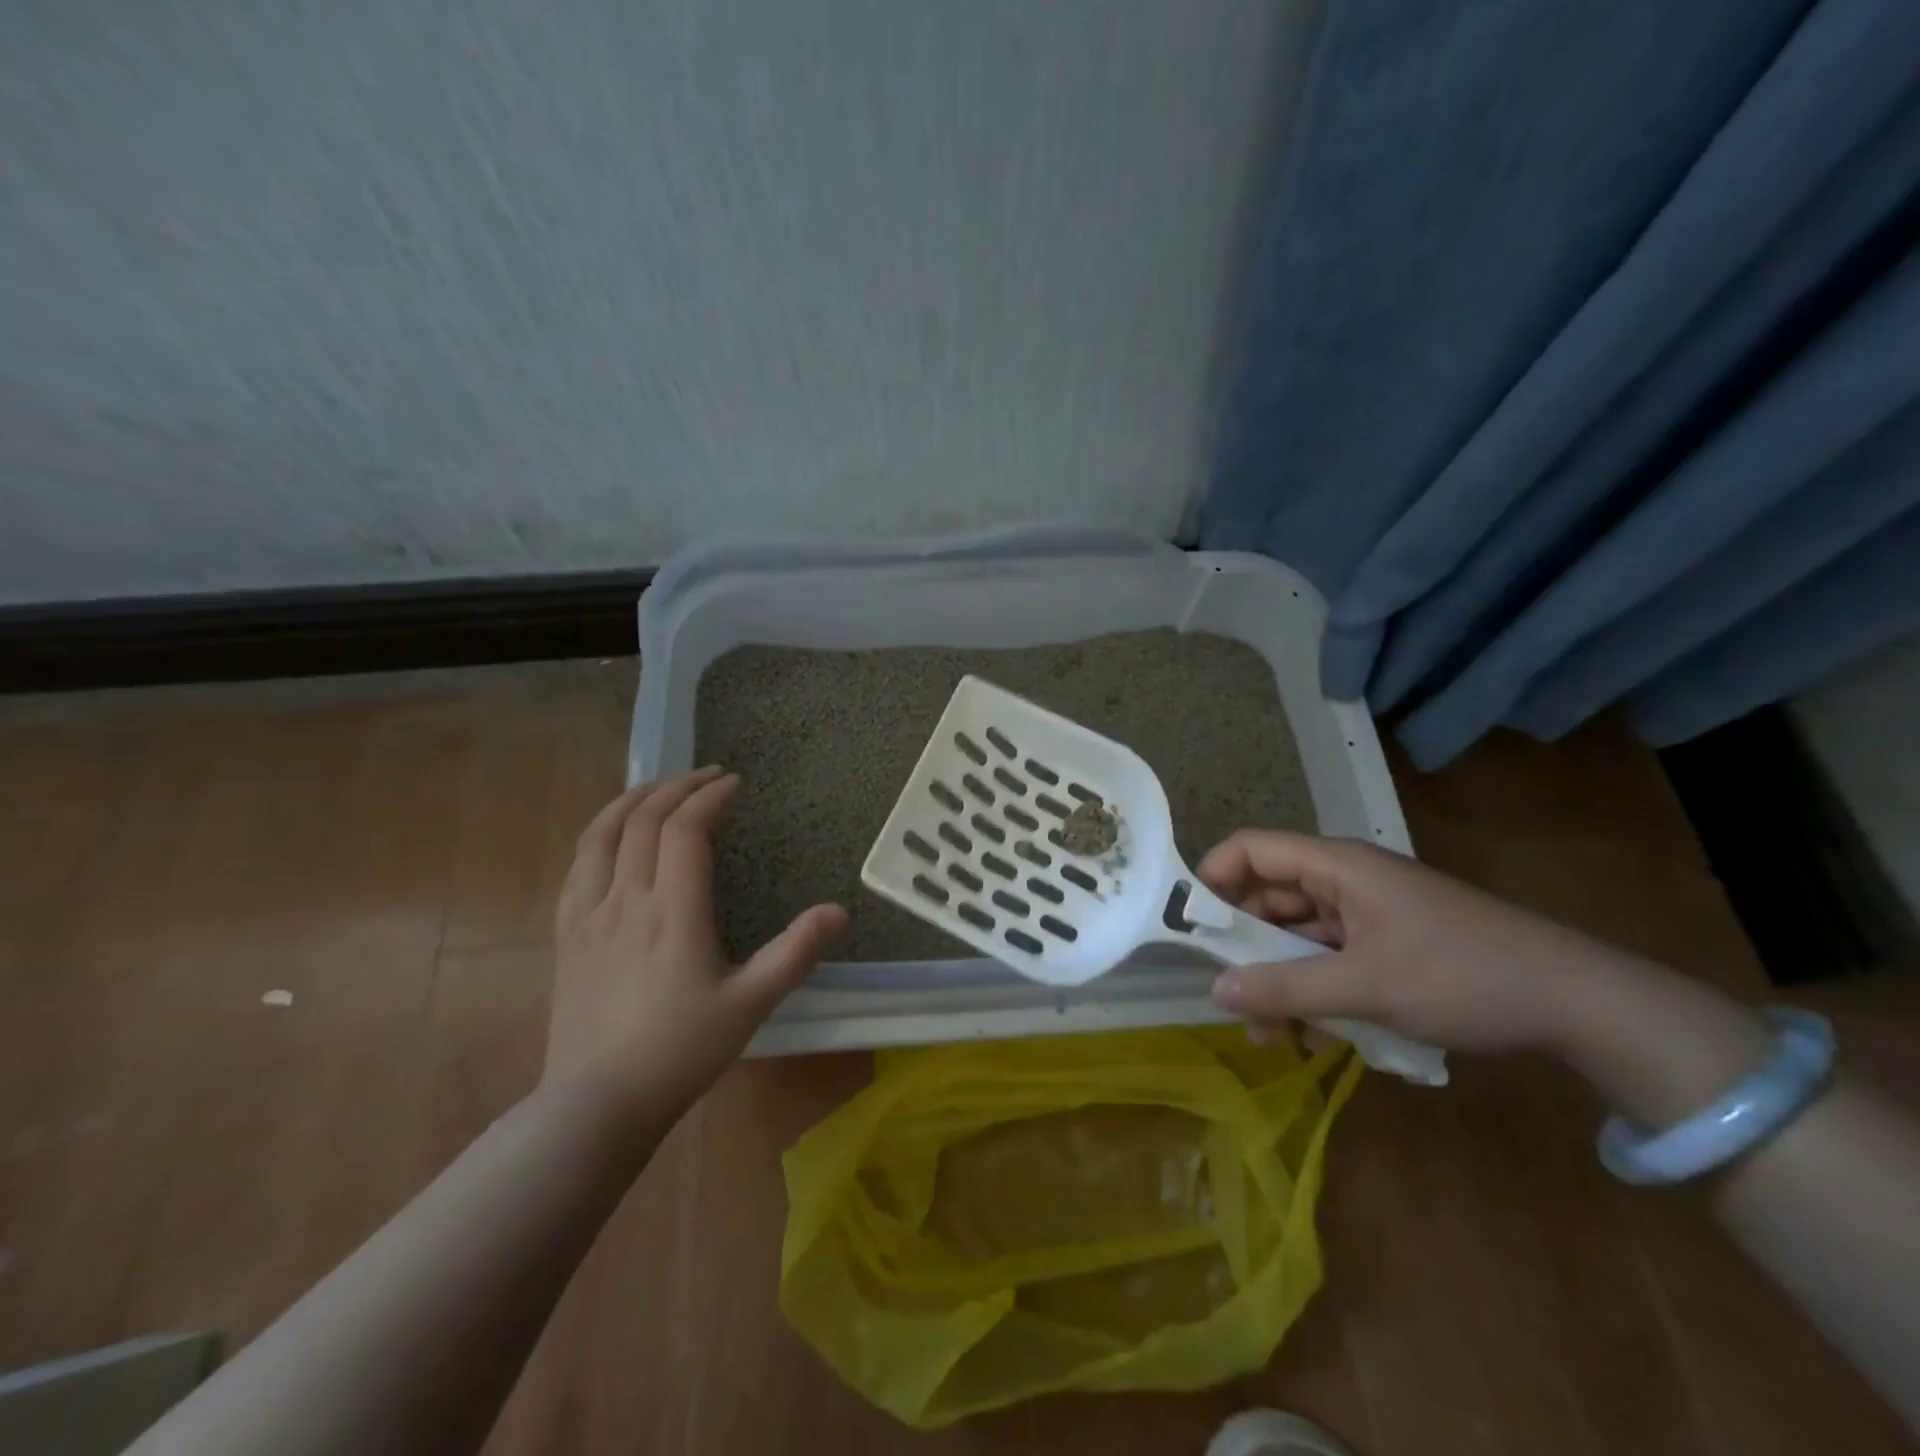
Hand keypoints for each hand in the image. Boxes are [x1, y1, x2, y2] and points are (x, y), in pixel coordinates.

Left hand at [544, 767, 846, 1126]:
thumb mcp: (751, 1004)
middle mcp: (626, 899)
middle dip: (678, 787)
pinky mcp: (567, 934)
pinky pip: (578, 865)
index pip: (685, 830)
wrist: (596, 1104)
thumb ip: (796, 953)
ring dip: (633, 800)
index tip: (735, 784)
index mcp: (673, 912)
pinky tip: (613, 837)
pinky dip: (599, 833)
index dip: (710, 797)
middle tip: (708, 776)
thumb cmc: (680, 1052)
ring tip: (660, 788)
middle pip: (644, 820)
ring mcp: (588, 915)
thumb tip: (839, 910)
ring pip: (601, 834)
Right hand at [1197, 830, 1642, 1054]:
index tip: (1192, 930)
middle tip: (1232, 1000)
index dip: (1212, 879)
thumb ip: (1286, 988)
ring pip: (1297, 935)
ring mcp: (1366, 913)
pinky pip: (1328, 957)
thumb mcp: (1367, 986)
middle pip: (1268, 897)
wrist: (1577, 1003)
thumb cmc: (1463, 976)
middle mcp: (1344, 880)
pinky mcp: (1386, 944)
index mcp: (1336, 866)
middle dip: (1244, 948)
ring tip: (1273, 1035)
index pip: (1250, 849)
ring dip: (1278, 978)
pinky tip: (1315, 1034)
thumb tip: (1216, 991)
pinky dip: (1313, 989)